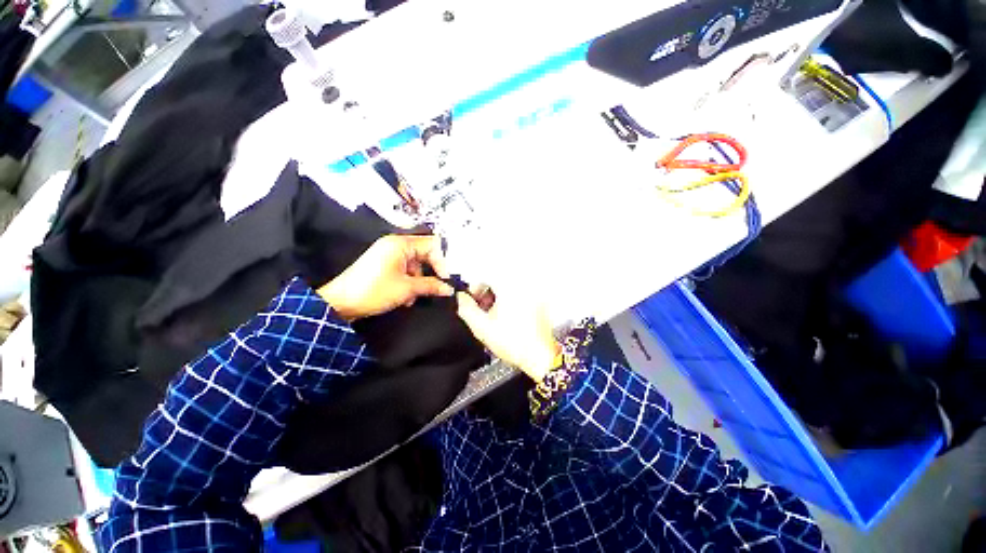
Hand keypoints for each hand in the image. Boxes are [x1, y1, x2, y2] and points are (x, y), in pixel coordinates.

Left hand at [318, 235, 453, 320]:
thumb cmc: (371, 291)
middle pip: (424, 254)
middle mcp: (394, 245)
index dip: (441, 261)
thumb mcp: (407, 289)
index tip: (444, 279)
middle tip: (433, 288)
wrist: (340, 303)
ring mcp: (388, 254)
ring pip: (415, 264)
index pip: (432, 245)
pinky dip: (409, 281)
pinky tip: (406, 296)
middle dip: (429, 272)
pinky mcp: (383, 264)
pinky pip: (404, 269)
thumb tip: (448, 288)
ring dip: (419, 280)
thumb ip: (431, 286)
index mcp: (400, 244)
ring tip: (413, 296)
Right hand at [456, 288, 560, 381]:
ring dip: (498, 300)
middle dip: (486, 296)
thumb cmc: (513, 343)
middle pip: (497, 282)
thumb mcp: (481, 327)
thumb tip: (460, 297)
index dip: (475, 289)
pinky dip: (511, 303)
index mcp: (509, 288)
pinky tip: (509, 319)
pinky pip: (520, 295)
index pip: (485, 277)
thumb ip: (466, 308)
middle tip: (483, 312)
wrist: (539, 357)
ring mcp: (533, 294)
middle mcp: (523, 286)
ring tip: (495, 318)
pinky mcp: (539, 302)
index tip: (472, 302)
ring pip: (508, 289)